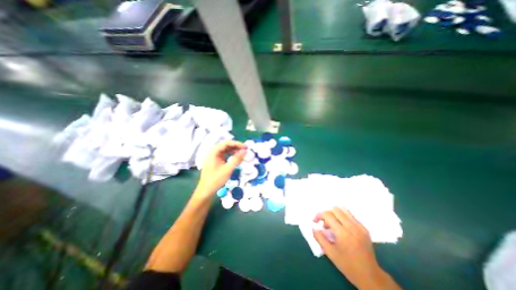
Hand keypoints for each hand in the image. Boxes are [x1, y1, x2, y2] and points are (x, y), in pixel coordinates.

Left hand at [195, 141, 247, 199]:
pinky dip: (230, 155)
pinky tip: (235, 157)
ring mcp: (213, 156)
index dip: (237, 144)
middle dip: (236, 146)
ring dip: (233, 150)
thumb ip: (237, 159)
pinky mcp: (214, 161)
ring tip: (241, 153)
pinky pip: (223, 154)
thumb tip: (245, 151)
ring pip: (225, 150)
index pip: (226, 143)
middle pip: (225, 145)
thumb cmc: (216, 180)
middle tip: (245, 149)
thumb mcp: (228, 169)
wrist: (206, 191)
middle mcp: (212, 152)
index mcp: (213, 152)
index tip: (246, 147)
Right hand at [312, 208, 400, 289]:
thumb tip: (314, 228)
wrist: (371, 276)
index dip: (319, 215)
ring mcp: (360, 226)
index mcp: (343, 233)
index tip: (315, 221)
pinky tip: (341, 227)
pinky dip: (342, 217)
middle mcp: (352, 226)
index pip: (327, 215)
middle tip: (324, 223)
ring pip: (344, 210)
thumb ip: (320, 238)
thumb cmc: (348, 266)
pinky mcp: (364, 228)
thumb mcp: (330, 254)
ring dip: (334, 213)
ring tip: (332, 223)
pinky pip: (350, 215)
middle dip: (326, 213)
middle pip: (335, 209)